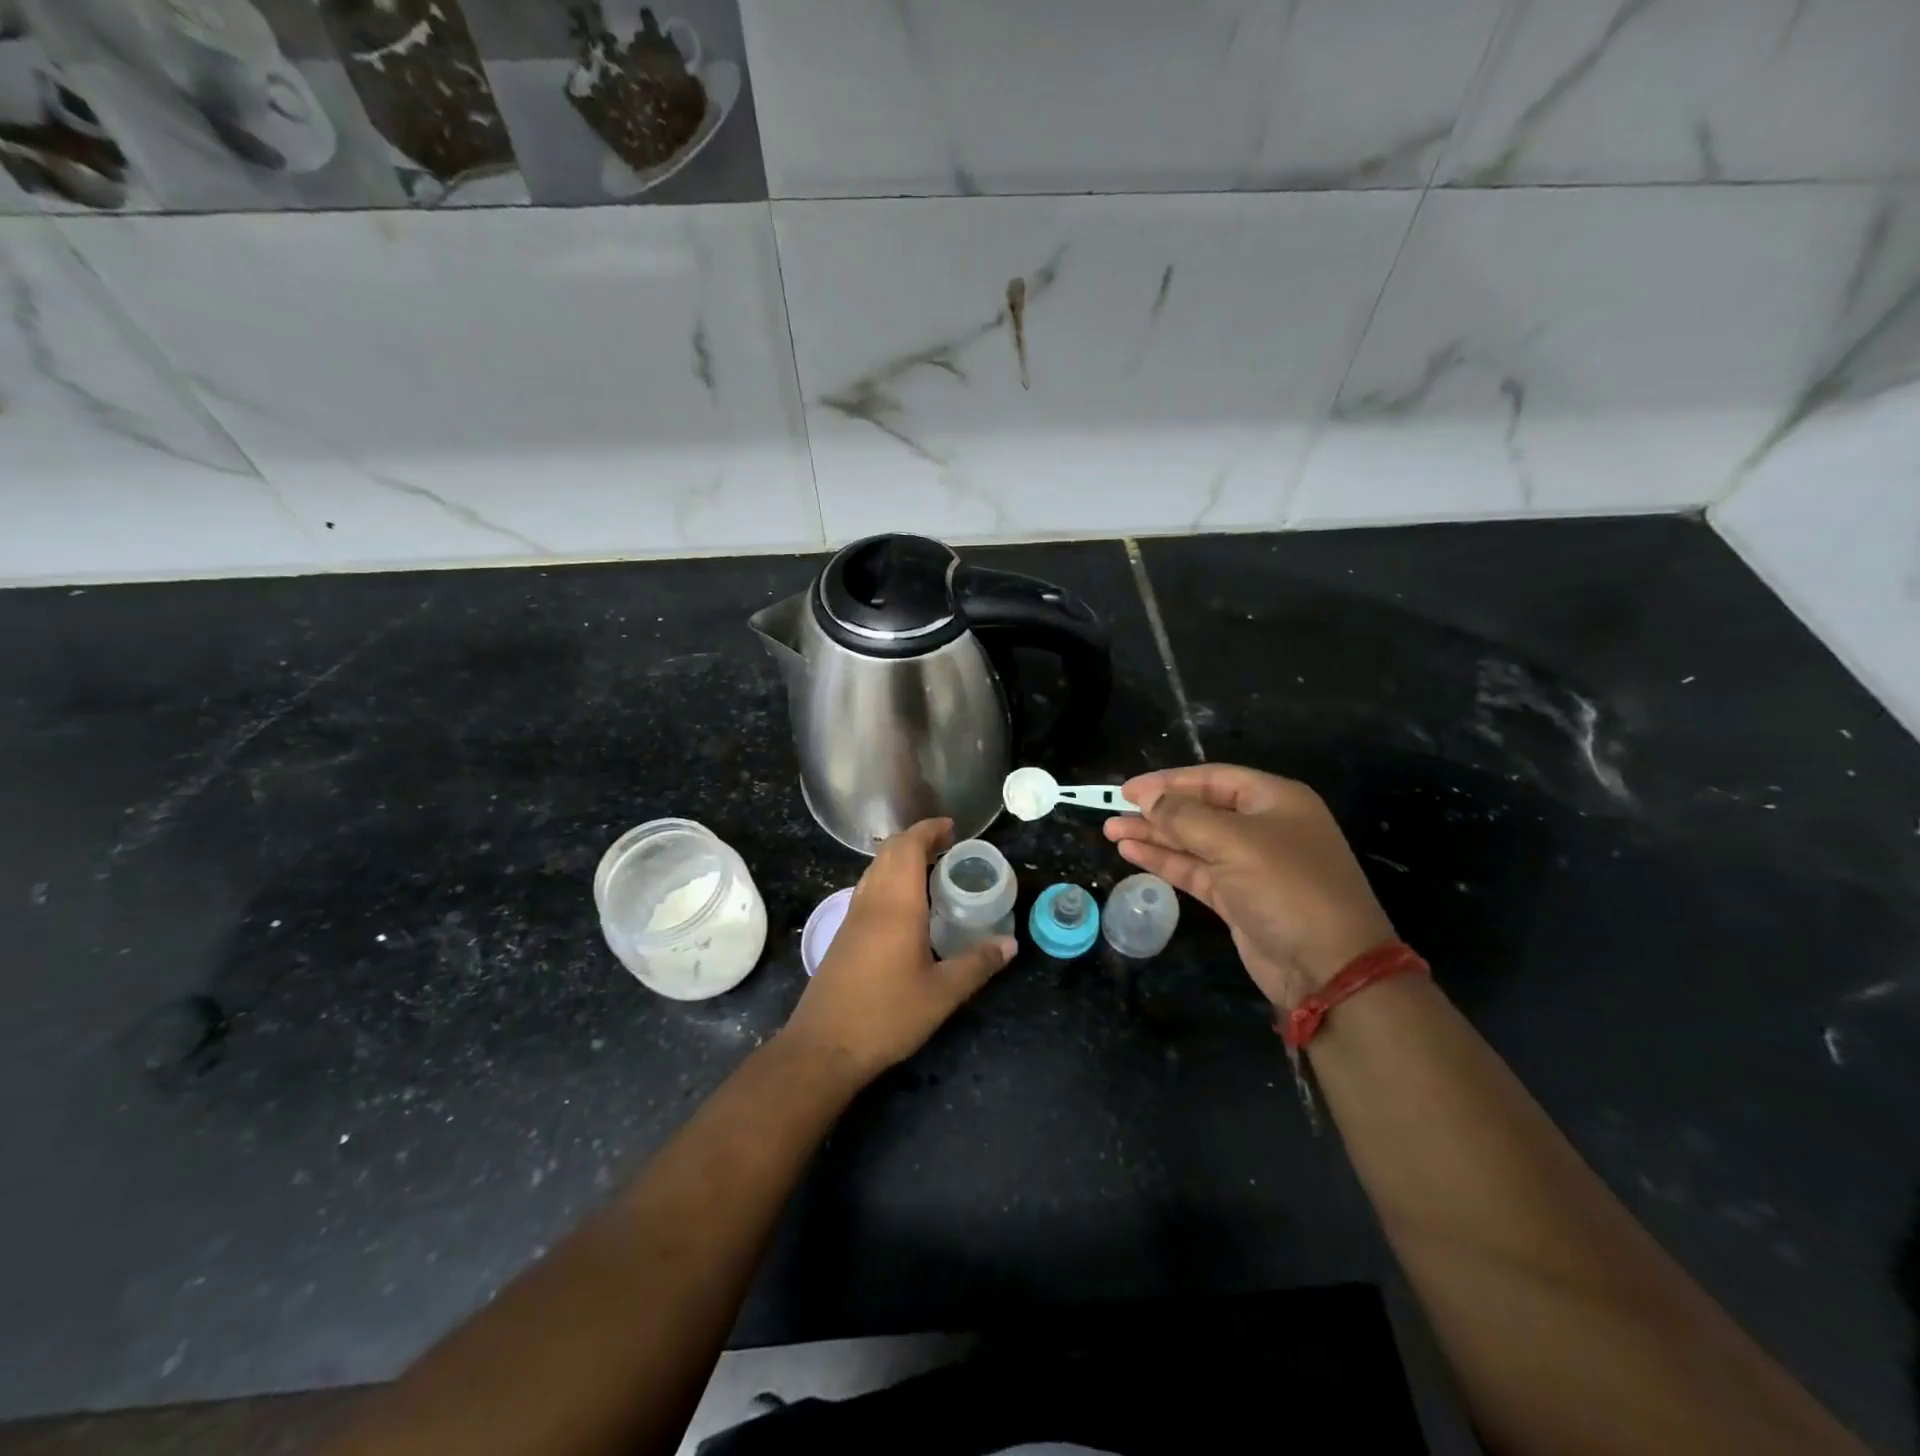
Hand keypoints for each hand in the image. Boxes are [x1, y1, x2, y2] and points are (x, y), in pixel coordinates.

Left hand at [782, 818, 1014, 1081]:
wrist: (824, 1046)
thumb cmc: (887, 1015)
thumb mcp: (942, 994)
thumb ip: (977, 964)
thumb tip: (1011, 944)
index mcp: (896, 905)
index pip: (907, 847)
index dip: (928, 830)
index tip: (952, 828)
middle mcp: (871, 902)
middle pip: (888, 852)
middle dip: (916, 839)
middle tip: (947, 846)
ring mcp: (852, 917)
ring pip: (874, 868)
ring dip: (900, 857)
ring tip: (930, 868)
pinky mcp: (843, 934)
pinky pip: (867, 888)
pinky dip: (888, 877)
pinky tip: (905, 903)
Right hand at [1105, 765, 1394, 1009]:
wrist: (1329, 969)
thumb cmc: (1287, 888)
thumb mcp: (1234, 842)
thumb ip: (1184, 817)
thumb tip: (1146, 798)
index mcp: (1275, 801)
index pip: (1213, 779)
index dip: (1168, 781)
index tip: (1127, 789)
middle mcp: (1264, 827)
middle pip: (1200, 809)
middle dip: (1157, 810)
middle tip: (1112, 810)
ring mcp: (1250, 865)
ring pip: (1193, 841)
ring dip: (1154, 835)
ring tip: (1111, 831)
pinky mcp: (1238, 898)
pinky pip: (1195, 870)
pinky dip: (1165, 861)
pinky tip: (1133, 853)